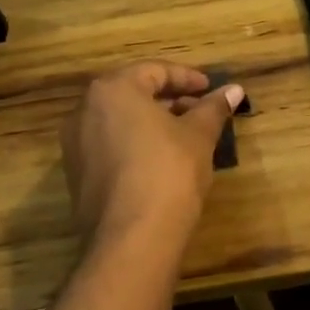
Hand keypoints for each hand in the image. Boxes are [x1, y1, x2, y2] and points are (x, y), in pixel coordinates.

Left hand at [60, 62, 244, 245]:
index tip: (211, 89)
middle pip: (133, 93)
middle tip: (201, 111)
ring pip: (120, 121)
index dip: (187, 78)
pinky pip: (110, 145)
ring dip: (153, 122)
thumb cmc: (169, 171)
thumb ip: (213, 108)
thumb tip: (234, 89)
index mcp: (113, 90)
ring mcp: (75, 145)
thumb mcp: (199, 135)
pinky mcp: (77, 175)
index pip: (155, 71)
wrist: (133, 238)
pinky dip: (136, 144)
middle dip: (170, 100)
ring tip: (187, 135)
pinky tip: (163, 160)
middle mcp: (85, 110)